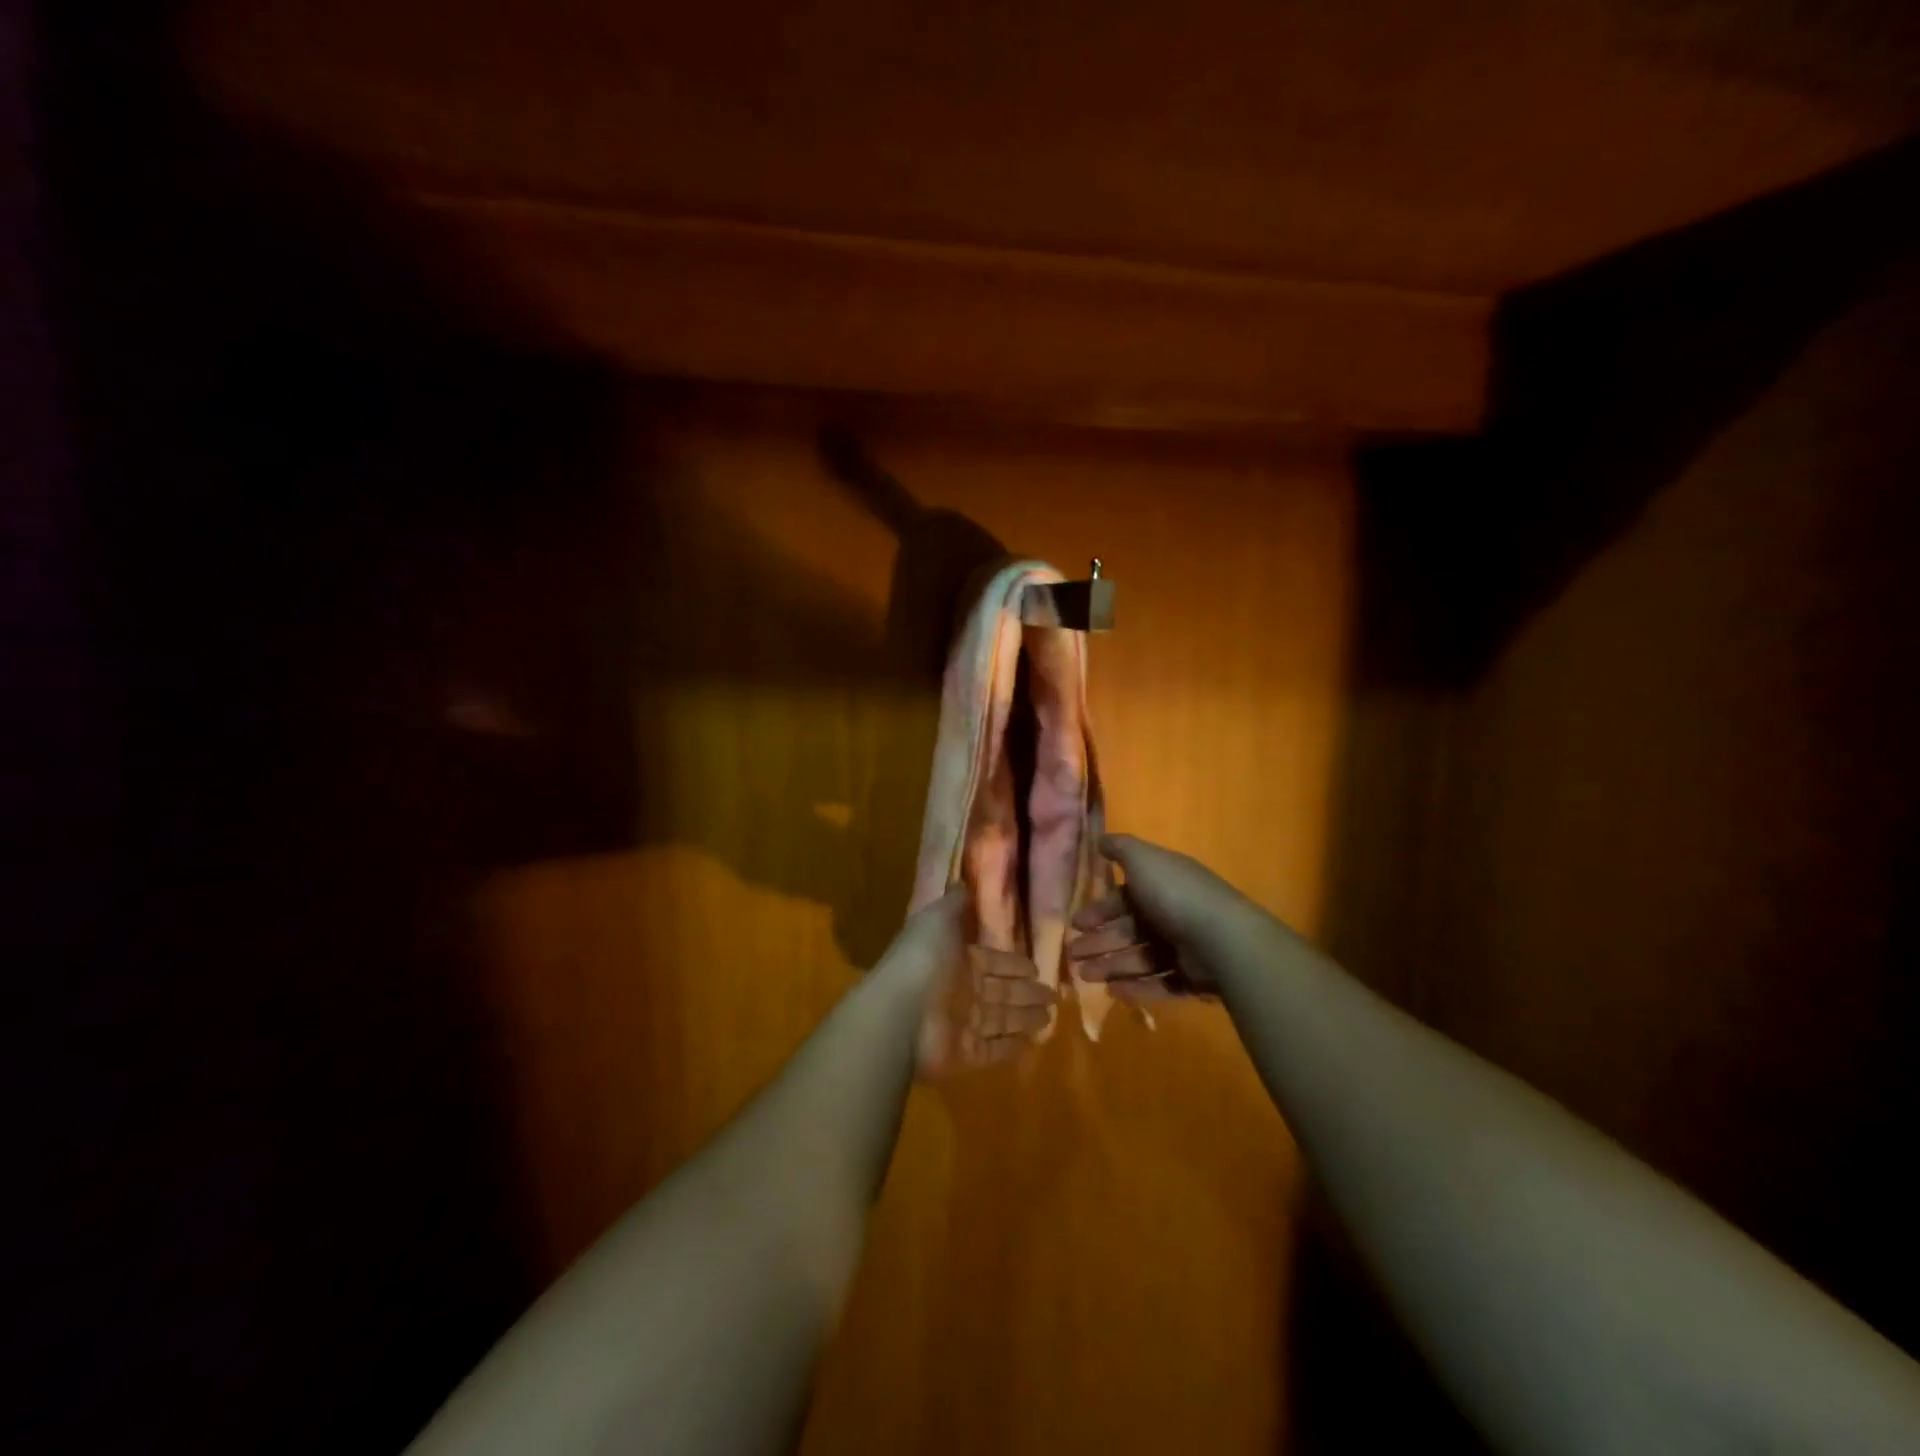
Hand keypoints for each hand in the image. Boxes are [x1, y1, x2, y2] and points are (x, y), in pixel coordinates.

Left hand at [881, 886, 1057, 1077]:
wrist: (900, 1011)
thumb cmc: (923, 959)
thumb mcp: (937, 918)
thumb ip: (954, 904)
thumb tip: (963, 883)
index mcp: (957, 961)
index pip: (993, 962)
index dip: (1013, 964)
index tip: (1035, 966)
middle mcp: (961, 992)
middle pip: (1001, 992)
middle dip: (1026, 992)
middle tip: (1052, 994)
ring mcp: (962, 1025)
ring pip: (1001, 1020)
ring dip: (1024, 1018)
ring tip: (1050, 1016)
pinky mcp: (965, 1055)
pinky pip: (993, 1050)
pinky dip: (1011, 1047)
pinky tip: (1030, 1043)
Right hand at [1066, 834, 1246, 1001]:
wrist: (1222, 939)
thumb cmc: (1175, 894)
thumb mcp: (1144, 860)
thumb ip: (1120, 848)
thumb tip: (1100, 839)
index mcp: (1161, 886)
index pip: (1124, 897)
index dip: (1099, 910)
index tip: (1077, 923)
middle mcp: (1172, 914)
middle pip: (1128, 930)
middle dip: (1099, 942)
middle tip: (1074, 955)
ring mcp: (1183, 948)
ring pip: (1139, 958)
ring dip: (1110, 965)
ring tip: (1085, 976)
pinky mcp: (1191, 978)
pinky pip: (1159, 983)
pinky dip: (1136, 988)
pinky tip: (1112, 992)